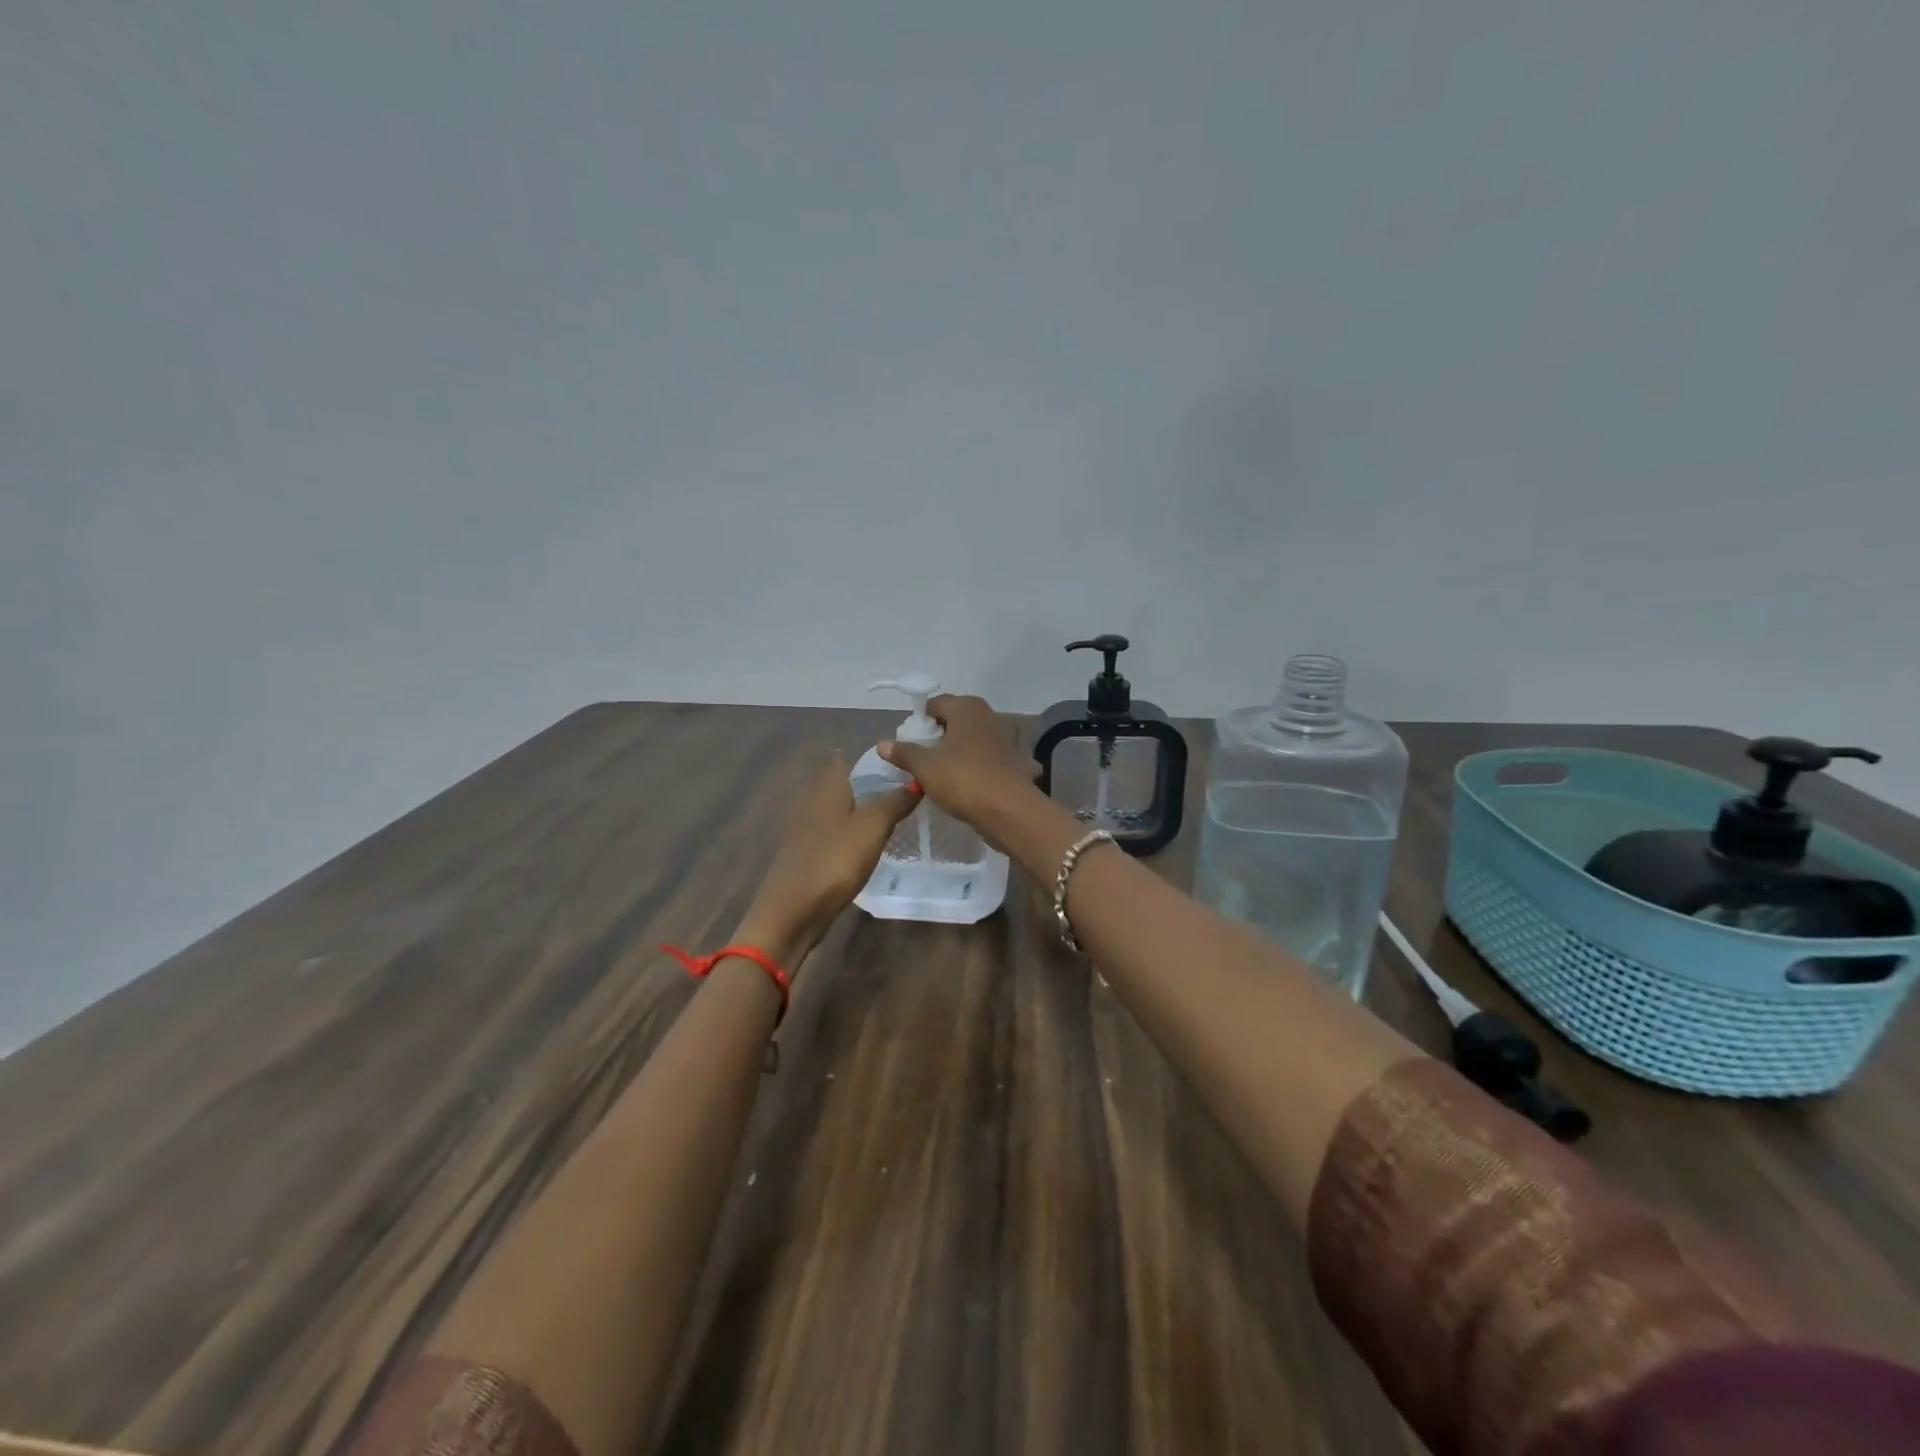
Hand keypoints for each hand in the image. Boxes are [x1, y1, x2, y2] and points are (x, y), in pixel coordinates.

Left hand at [734, 752, 918, 967]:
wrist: (791, 912)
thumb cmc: (834, 860)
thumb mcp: (873, 827)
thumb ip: (895, 801)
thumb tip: (917, 780)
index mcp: (826, 786)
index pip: (846, 757)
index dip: (872, 756)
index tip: (902, 761)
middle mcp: (813, 801)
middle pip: (844, 783)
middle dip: (872, 783)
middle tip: (908, 789)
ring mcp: (808, 829)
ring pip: (841, 809)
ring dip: (864, 810)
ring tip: (897, 816)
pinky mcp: (809, 854)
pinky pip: (837, 833)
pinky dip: (854, 834)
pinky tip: (872, 845)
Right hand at [877, 694, 1039, 845]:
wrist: (1009, 810)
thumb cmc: (962, 779)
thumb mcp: (925, 767)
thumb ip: (904, 753)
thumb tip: (882, 743)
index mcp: (966, 708)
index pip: (936, 704)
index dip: (920, 721)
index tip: (909, 743)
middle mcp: (989, 716)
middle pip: (956, 721)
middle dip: (939, 737)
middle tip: (922, 760)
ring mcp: (1006, 739)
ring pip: (973, 741)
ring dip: (959, 753)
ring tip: (943, 775)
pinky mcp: (1016, 762)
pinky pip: (989, 761)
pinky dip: (980, 768)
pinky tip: (971, 785)